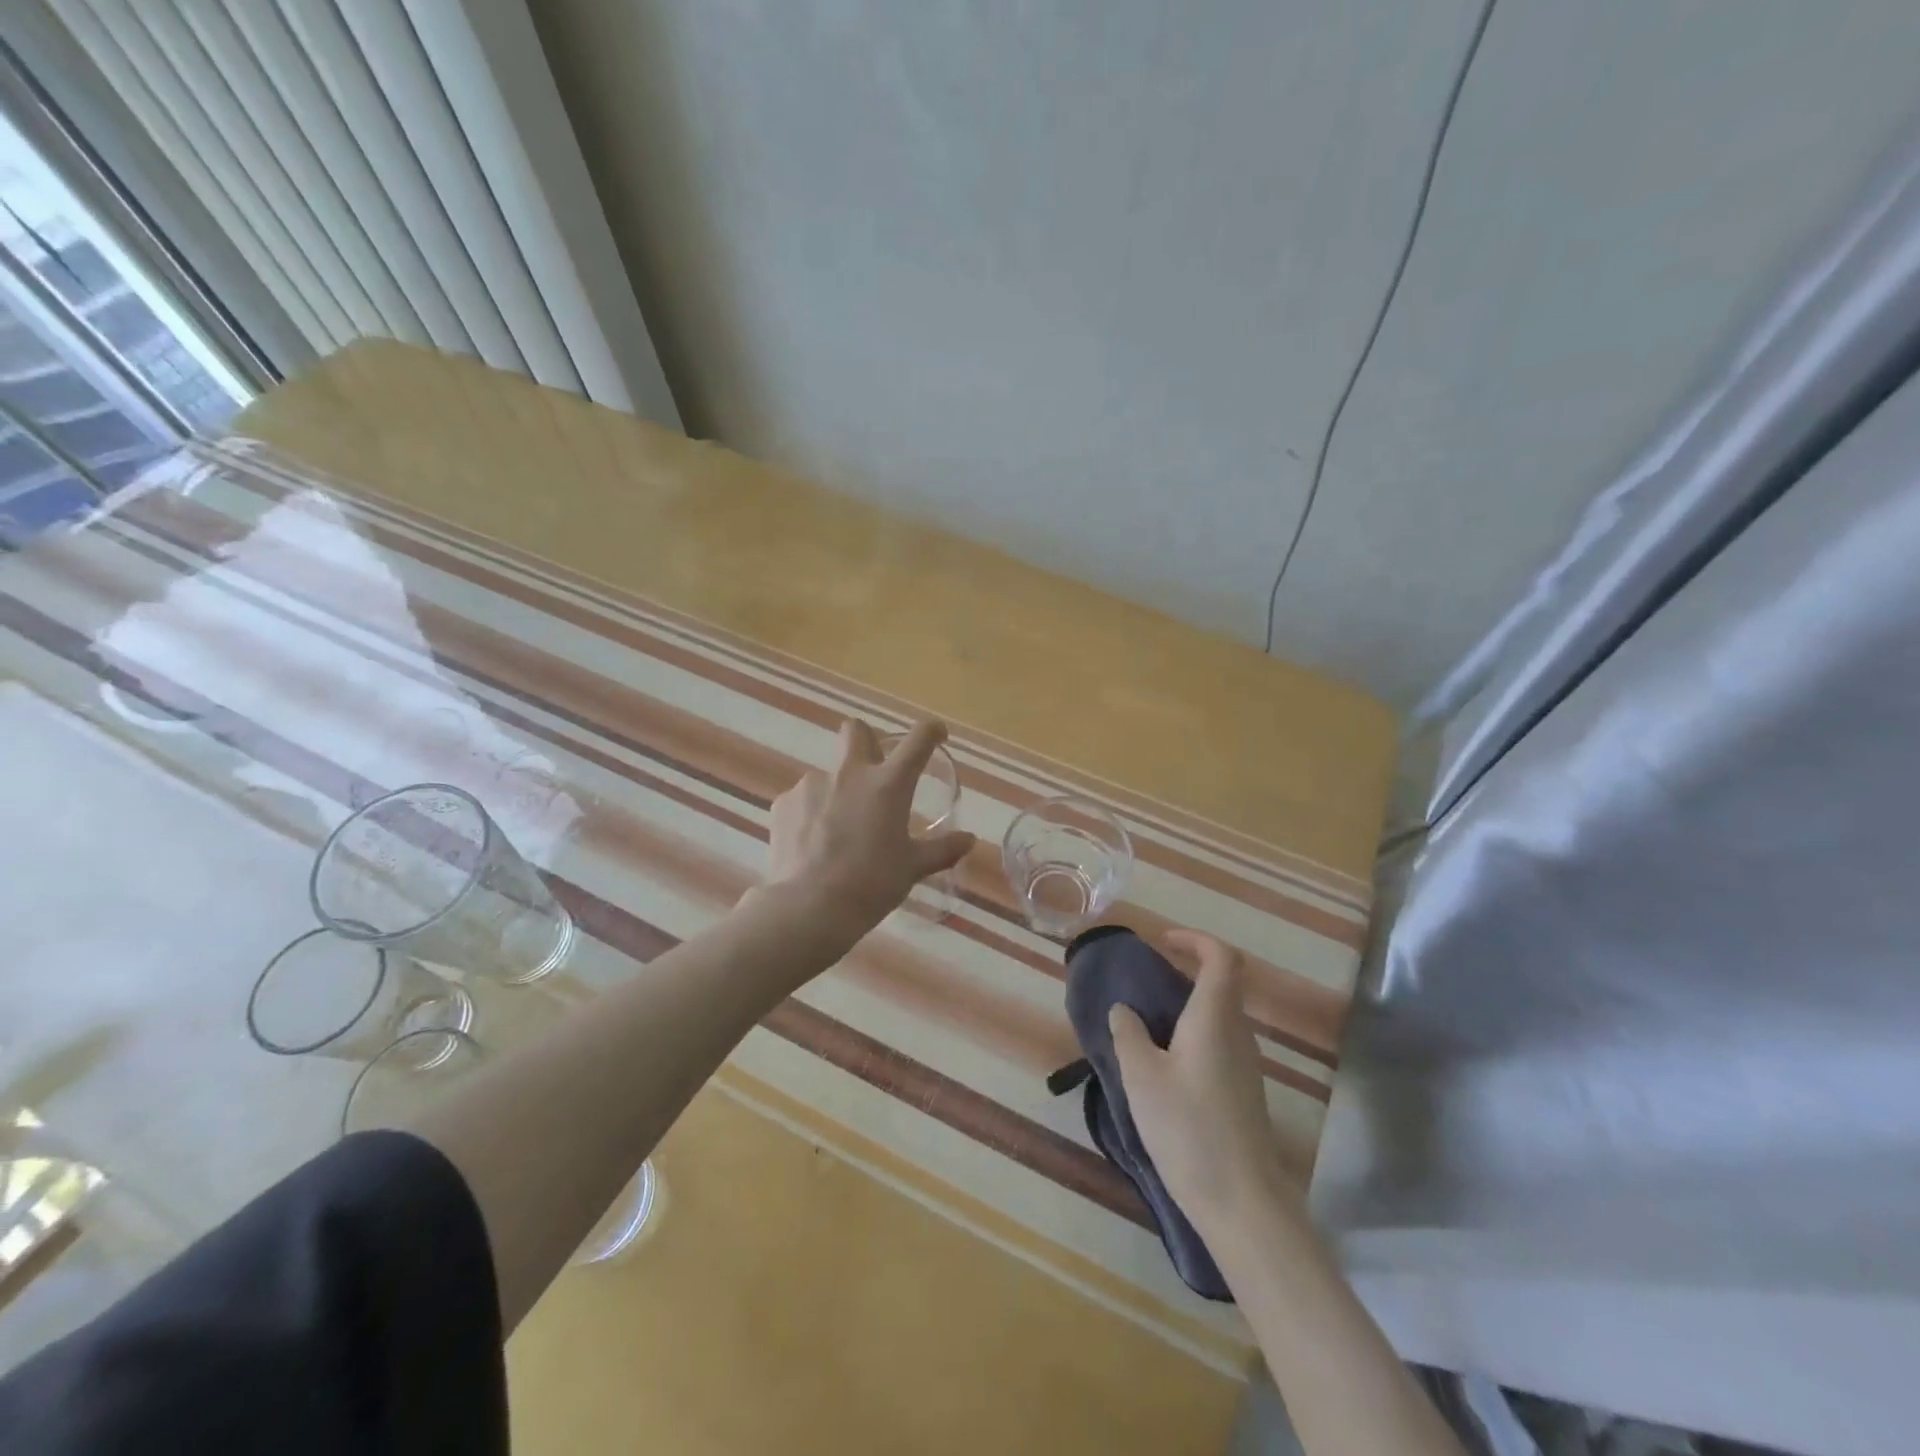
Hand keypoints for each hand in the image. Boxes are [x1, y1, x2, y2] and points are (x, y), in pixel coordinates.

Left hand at [765, 719, 975, 935]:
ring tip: (837, 832)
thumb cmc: (871, 884)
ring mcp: (812, 784)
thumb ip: (942, 850)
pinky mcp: (784, 803)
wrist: (810, 907)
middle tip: (873, 773)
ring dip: (838, 791)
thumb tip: (969, 840)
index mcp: (888, 784)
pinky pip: (803, 799)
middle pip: (856, 730)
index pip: (918, 740)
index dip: (930, 731)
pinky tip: (812, 844)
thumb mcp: (912, 868)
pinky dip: (811, 814)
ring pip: (828, 773)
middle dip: (866, 741)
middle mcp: (850, 773)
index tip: (936, 735)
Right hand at [1108, 930, 1294, 1232]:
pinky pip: (1219, 1042)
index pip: (1221, 957)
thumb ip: (1129, 1034)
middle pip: (1222, 983)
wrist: (1242, 1201)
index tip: (1162, 942)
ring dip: (1188, 1005)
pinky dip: (1193, 1033)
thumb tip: (1125, 1009)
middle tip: (1146, 981)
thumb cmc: (1188, 1128)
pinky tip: (1164, 1062)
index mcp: (1215, 1017)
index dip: (1194, 940)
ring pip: (1220, 1015)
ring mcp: (1246, 1064)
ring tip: (1147, 1022)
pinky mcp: (1243, 1090)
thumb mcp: (1142, 1076)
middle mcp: (1238, 1033)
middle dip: (1186, 971)